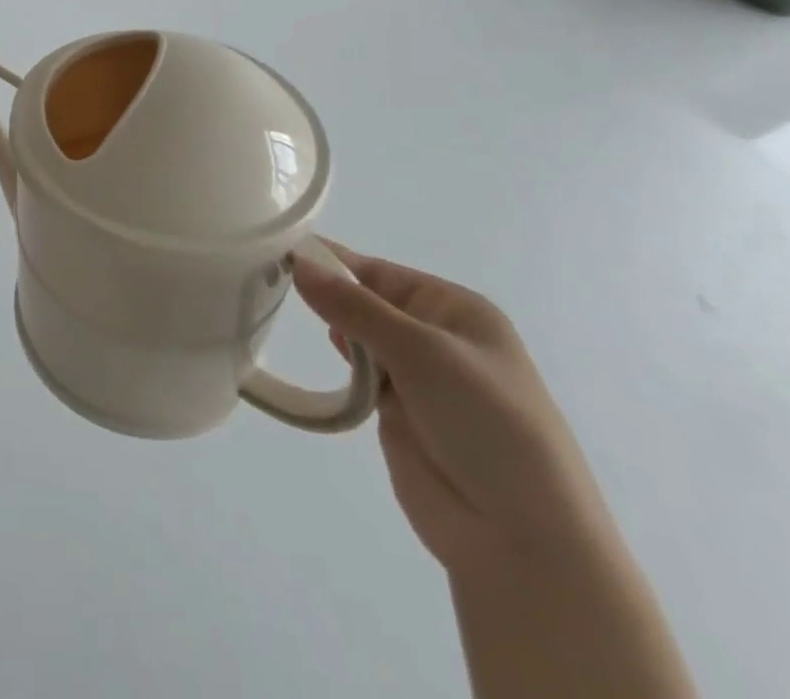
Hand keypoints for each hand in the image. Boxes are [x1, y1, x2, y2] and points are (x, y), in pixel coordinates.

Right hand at [293, 246, 614, 574]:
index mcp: (456, 309)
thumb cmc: (486, 425)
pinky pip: (359, 374)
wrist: (522, 540)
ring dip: (330, 325)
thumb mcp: (420, 352)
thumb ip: (354, 307)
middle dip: (325, 291)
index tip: (275, 248)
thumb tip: (296, 263)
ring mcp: (418, 376)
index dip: (331, 260)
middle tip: (267, 277)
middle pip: (366, 300)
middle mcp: (437, 336)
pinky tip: (322, 352)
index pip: (378, 271)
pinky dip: (340, 362)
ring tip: (279, 308)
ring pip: (359, 335)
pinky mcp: (398, 412)